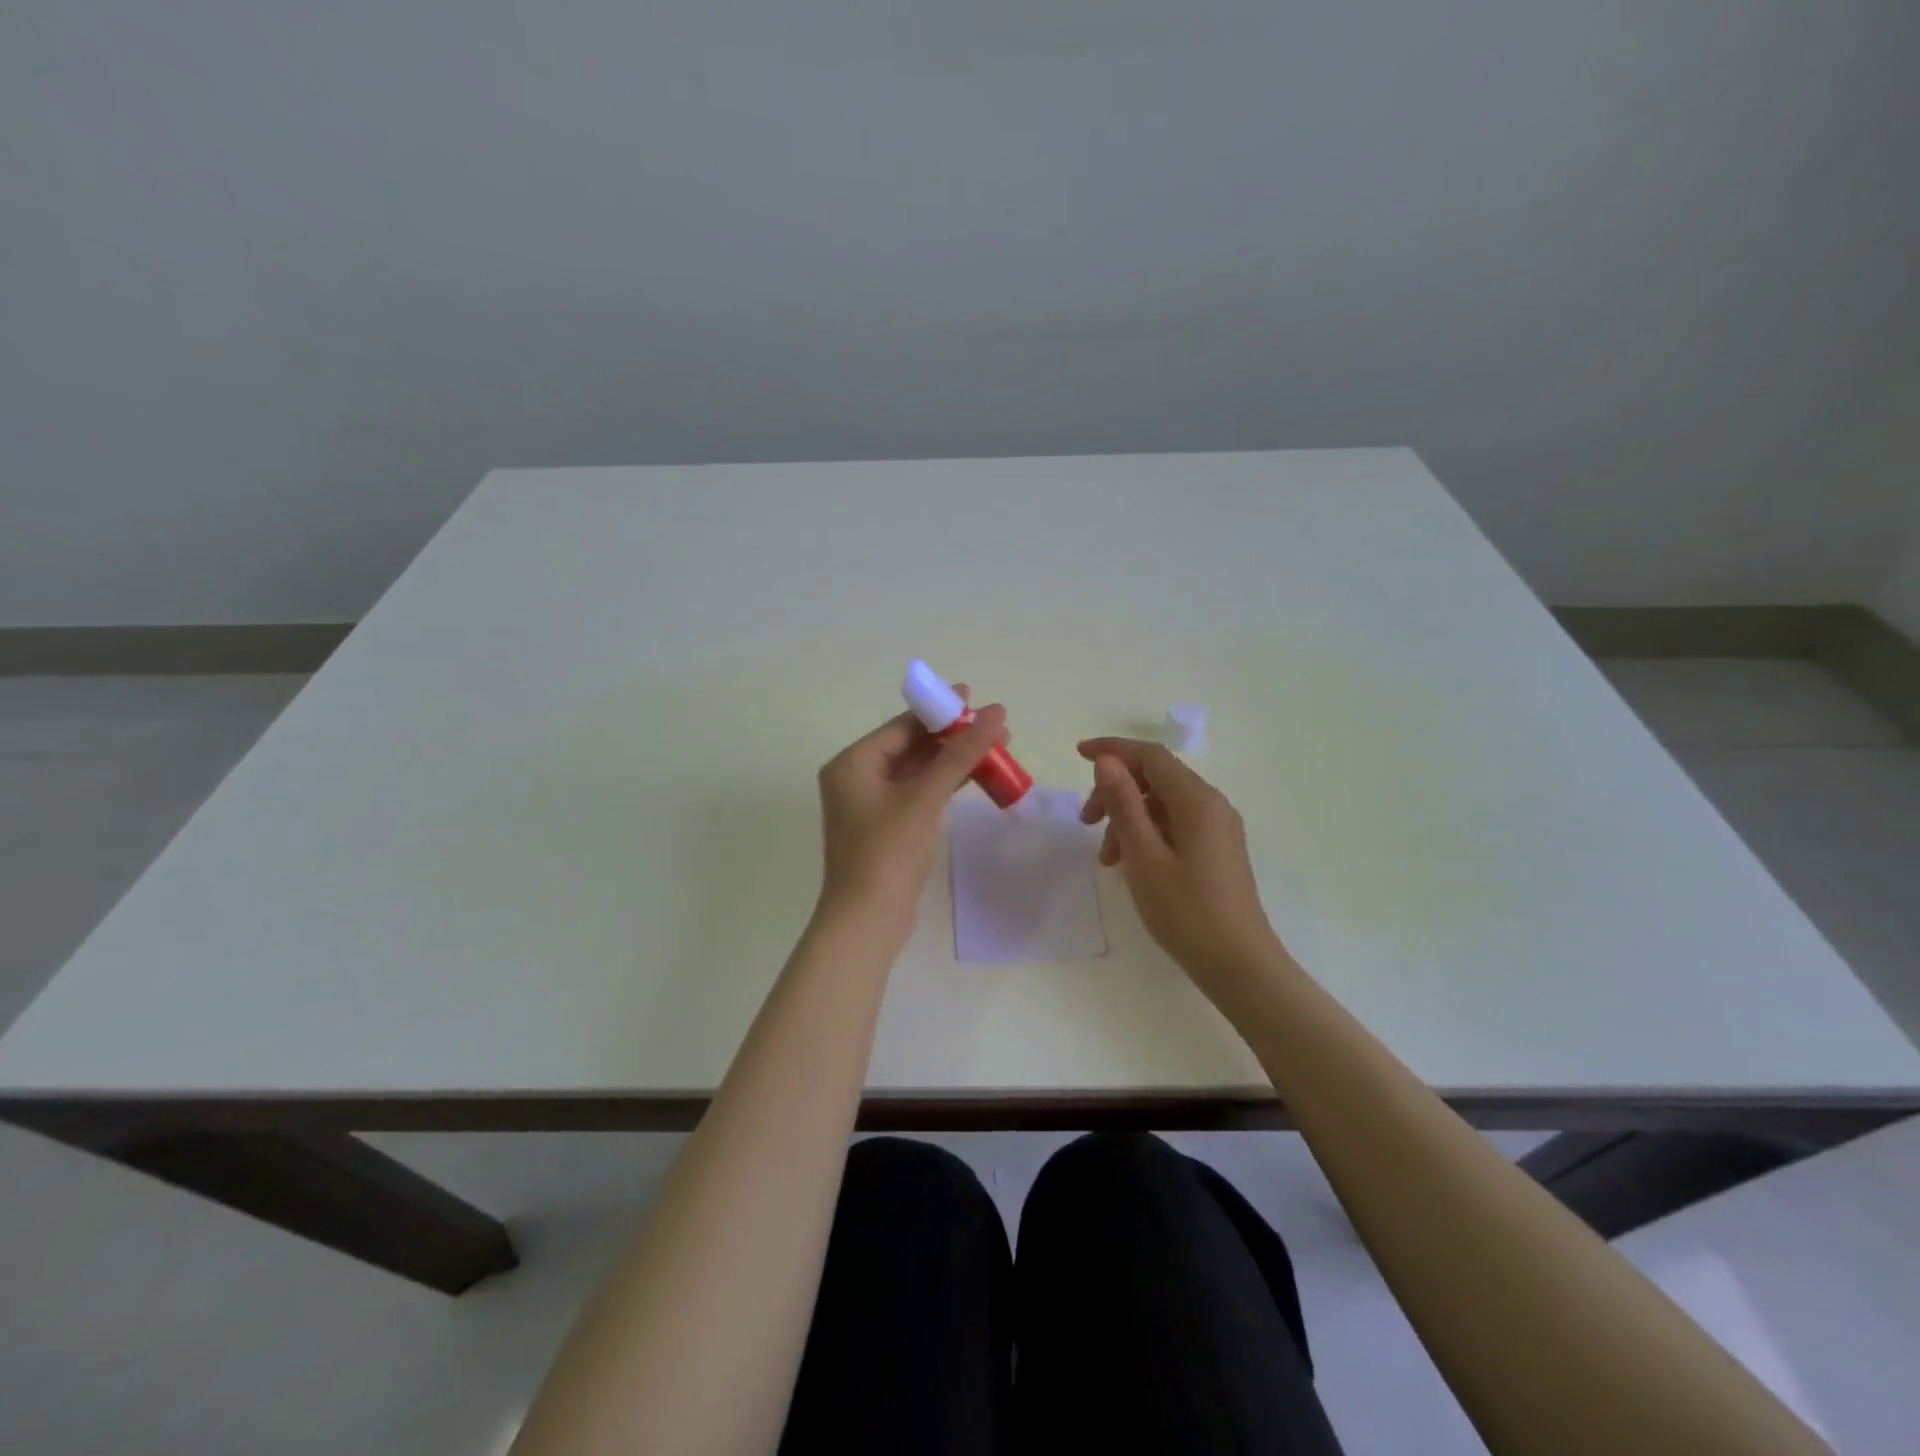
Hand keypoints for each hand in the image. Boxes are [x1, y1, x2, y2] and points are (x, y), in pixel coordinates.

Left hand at [817, 689, 1009, 926]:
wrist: (867, 920)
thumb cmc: (888, 851)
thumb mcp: (925, 797)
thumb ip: (960, 753)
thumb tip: (996, 713)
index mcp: (853, 763)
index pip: (902, 725)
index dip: (941, 710)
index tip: (976, 698)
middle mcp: (856, 778)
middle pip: (911, 745)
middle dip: (953, 737)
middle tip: (997, 729)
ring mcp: (870, 805)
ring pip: (917, 770)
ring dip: (953, 761)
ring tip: (997, 750)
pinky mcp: (886, 827)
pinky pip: (918, 793)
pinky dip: (944, 784)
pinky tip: (975, 778)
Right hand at [1077, 738, 1291, 1000]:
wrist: (1239, 966)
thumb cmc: (1187, 912)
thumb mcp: (1144, 856)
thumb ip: (1124, 803)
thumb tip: (1107, 761)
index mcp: (1197, 800)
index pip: (1150, 756)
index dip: (1113, 750)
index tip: (1077, 755)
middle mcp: (1212, 805)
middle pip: (1156, 778)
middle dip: (1115, 791)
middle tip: (1085, 822)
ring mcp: (1217, 828)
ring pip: (1162, 804)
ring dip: (1128, 818)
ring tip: (1108, 859)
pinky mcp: (1217, 849)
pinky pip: (1174, 825)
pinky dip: (1146, 834)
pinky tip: (1130, 864)